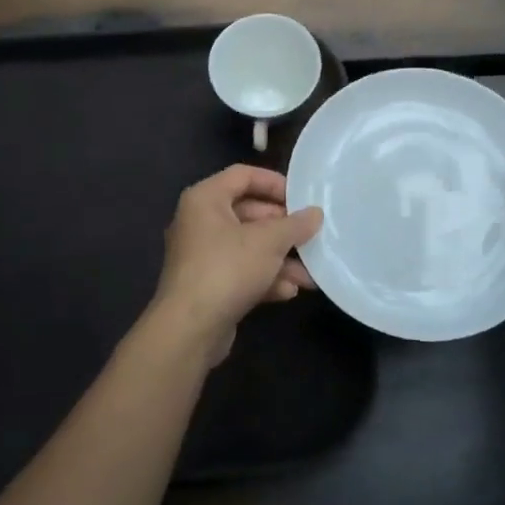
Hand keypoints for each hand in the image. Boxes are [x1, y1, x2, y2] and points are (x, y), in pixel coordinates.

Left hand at [149, 165, 322, 362]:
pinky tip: (289, 291)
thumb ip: (295, 225)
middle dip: (282, 228)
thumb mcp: (269, 242)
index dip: (274, 182)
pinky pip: (240, 271)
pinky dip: (264, 278)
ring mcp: (201, 255)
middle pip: (248, 212)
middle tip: (309, 234)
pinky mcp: (207, 285)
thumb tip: (315, 214)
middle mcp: (199, 221)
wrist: (189, 329)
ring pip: (247, 246)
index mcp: (205, 199)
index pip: (243, 175)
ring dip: (279, 258)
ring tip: (309, 273)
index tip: (302, 197)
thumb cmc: (227, 269)